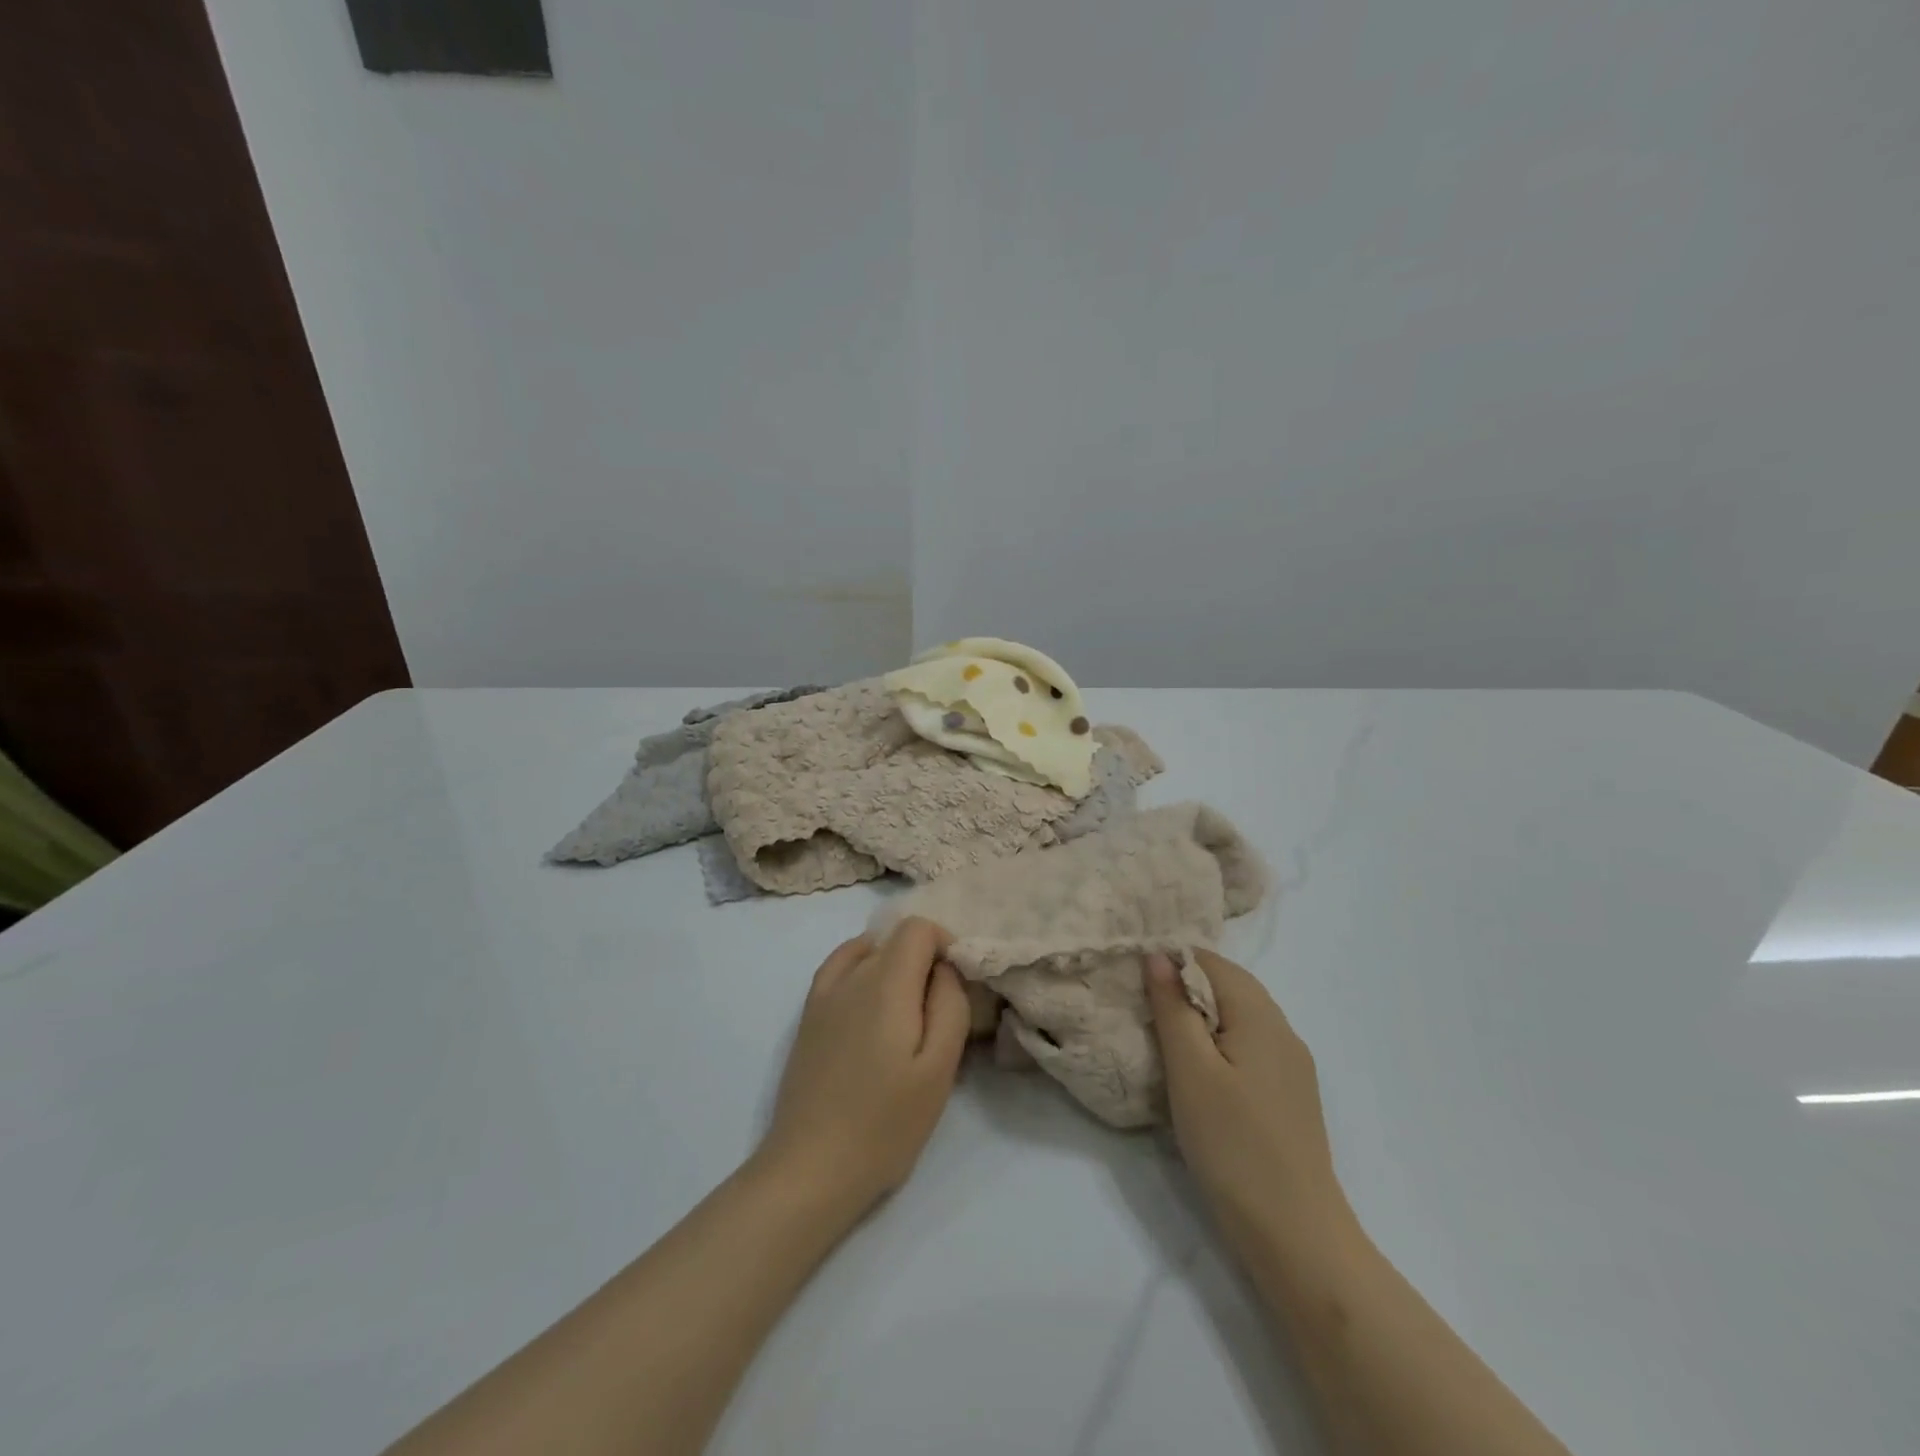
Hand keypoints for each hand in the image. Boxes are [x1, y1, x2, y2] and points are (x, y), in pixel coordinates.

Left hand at [756, 918, 970, 1220]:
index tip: (957, 985)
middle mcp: (851, 975)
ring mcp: (823, 994)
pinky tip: (870, 1001)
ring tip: (906, 1012)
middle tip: (936, 1012)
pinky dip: (861, 968)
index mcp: (886, 983)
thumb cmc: (885, 1123)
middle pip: (895, 939)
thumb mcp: (938, 1069)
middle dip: (924, 961)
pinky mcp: (808, 1016)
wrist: (811, 1166)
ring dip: (893, 965)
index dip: (945, 945)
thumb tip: (945, 968)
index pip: (918, 928)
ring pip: (867, 950)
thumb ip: (949, 1005)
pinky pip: (838, 968)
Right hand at [1144, 949, 1354, 1256]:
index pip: (1211, 961)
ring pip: (1238, 1018)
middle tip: (1140, 1007)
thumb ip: (1173, 1007)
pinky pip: (1248, 1047)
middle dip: (1183, 987)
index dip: (1171, 961)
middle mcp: (1283, 1030)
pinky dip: (1218, 1044)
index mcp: (1260, 1015)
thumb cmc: (1233, 1145)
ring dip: (1200, 1017)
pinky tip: (1197, 1073)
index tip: (1134, 980)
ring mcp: (1291, 1065)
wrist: (1295, 1235)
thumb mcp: (1190, 1070)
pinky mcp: (1289, 1096)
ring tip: (1161, 1038)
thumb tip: (1158, 954)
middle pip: (1229, 986)